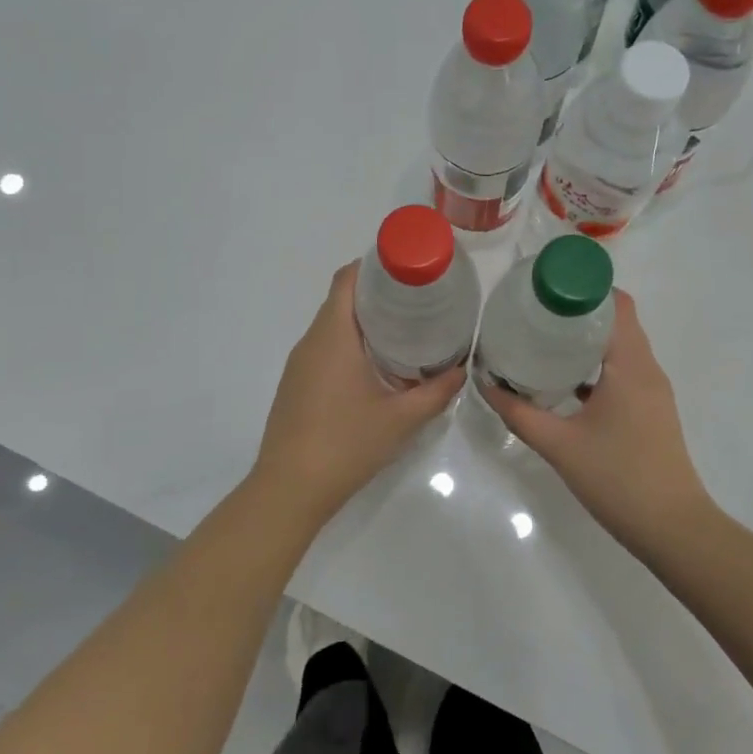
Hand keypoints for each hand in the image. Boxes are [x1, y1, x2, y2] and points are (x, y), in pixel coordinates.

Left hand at [252, 262, 464, 519]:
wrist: (290, 489)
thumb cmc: (346, 444)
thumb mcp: (402, 419)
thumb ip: (436, 391)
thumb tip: (462, 369)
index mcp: (333, 336)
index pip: (347, 279)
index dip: (374, 264)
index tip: (407, 268)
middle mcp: (311, 342)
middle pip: (340, 299)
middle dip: (377, 293)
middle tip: (417, 299)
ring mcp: (299, 364)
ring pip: (331, 326)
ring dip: (363, 321)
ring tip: (403, 329)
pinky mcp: (295, 385)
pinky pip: (324, 349)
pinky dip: (349, 344)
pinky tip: (375, 366)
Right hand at [484, 290, 716, 559]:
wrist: (673, 529)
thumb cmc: (618, 479)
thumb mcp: (558, 445)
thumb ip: (518, 412)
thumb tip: (485, 384)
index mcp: (630, 365)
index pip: (616, 304)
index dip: (585, 287)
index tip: (547, 287)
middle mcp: (646, 369)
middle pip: (618, 320)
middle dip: (578, 310)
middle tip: (535, 312)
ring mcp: (652, 391)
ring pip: (620, 347)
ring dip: (587, 338)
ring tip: (544, 340)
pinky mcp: (650, 411)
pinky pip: (622, 371)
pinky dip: (596, 365)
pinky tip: (565, 380)